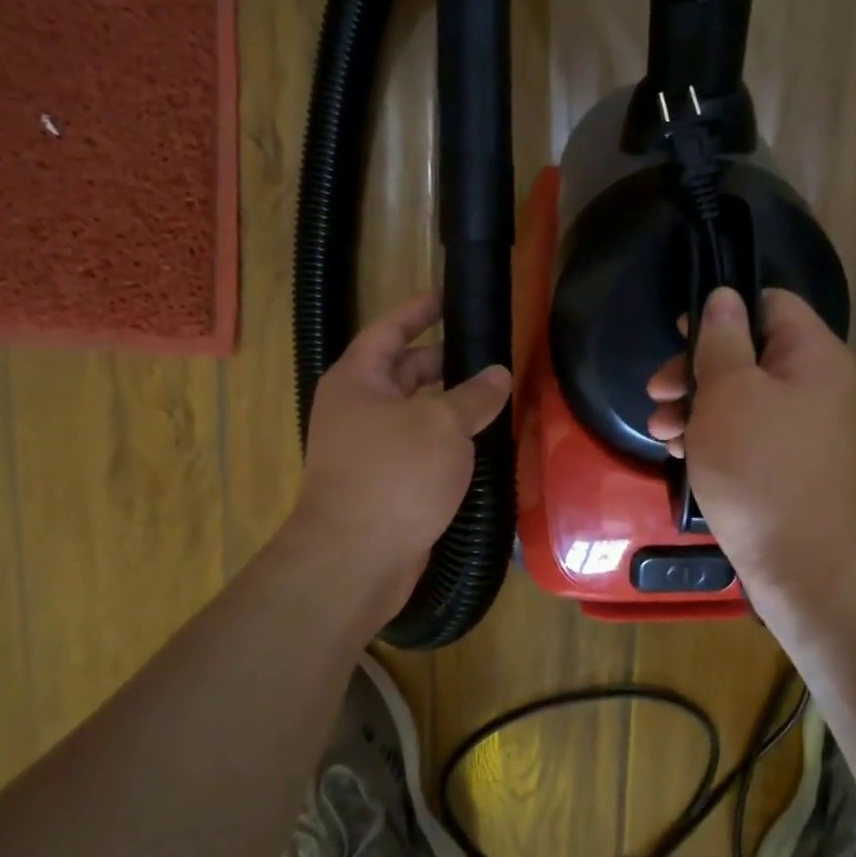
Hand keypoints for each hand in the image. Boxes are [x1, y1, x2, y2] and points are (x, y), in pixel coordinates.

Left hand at [292, 292, 510, 618]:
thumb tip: (498, 374)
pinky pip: (419, 447)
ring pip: (416, 412)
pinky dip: (446, 440)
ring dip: (451, 404)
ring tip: (497, 396)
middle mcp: (358, 408)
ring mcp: (369, 448)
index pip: (390, 329)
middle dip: (445, 361)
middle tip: (490, 353)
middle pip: (405, 370)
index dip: (421, 310)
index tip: (450, 297)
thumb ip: (474, 395)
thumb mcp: (443, 426)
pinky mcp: (385, 482)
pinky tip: (481, 443)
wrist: (356, 559)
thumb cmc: (395, 476)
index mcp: (359, 380)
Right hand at [647, 287, 855, 602]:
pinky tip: (682, 453)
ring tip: (660, 432)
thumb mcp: (728, 393)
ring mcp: (807, 429)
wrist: (804, 566)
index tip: (680, 335)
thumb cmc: (759, 468)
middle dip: (697, 369)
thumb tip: (724, 297)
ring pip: (744, 397)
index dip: (722, 311)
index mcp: (813, 355)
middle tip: (657, 392)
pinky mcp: (792, 464)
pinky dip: (716, 436)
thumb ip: (722, 339)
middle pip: (750, 353)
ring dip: (697, 406)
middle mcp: (818, 385)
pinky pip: (750, 433)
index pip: (770, 303)